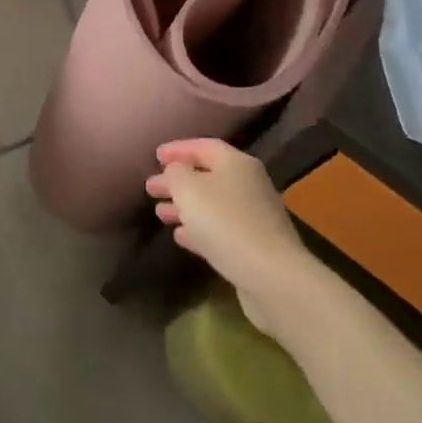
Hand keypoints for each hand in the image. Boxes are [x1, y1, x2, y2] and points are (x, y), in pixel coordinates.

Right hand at [147, 139, 307, 334]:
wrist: (271, 276)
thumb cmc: (224, 222)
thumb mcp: (189, 189)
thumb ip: (176, 172)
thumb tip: (176, 170)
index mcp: (236, 163)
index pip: (203, 146)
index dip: (178, 149)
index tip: (155, 156)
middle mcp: (249, 184)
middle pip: (207, 176)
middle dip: (177, 181)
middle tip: (151, 187)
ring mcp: (254, 216)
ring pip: (212, 204)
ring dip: (185, 207)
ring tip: (160, 213)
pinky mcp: (254, 245)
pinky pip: (220, 229)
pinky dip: (199, 229)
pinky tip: (180, 236)